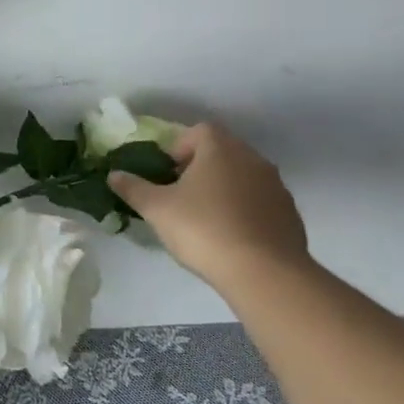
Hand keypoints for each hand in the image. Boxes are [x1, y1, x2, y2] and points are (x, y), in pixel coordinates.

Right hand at [107, 122, 309, 288]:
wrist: (264, 272)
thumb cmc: (203, 229)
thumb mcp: (156, 209)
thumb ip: (133, 188)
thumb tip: (114, 174)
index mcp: (220, 149)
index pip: (199, 131)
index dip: (180, 147)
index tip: (168, 172)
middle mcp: (252, 159)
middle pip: (223, 152)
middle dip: (201, 167)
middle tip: (182, 194)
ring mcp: (276, 187)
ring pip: (244, 177)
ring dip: (225, 188)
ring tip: (206, 218)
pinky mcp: (290, 214)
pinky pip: (261, 202)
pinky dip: (245, 210)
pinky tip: (232, 236)